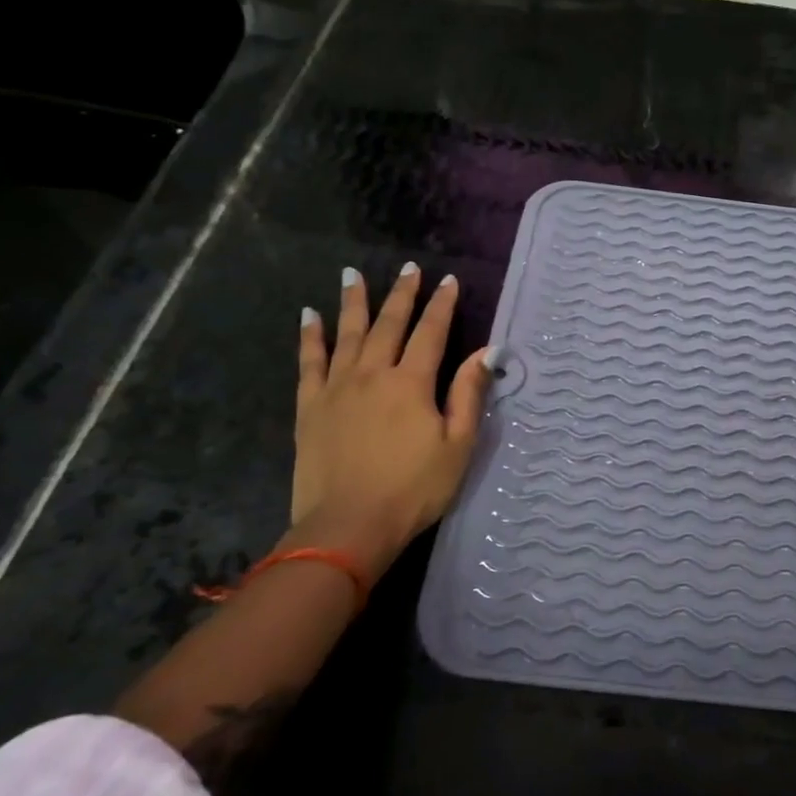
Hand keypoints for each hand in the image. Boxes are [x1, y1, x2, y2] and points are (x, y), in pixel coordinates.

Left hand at [290, 263, 493, 578]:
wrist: (348, 527)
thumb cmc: (414, 489)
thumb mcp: (457, 445)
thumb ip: (469, 394)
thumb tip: (485, 352)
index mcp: (412, 383)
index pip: (431, 333)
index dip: (442, 306)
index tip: (449, 281)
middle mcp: (373, 374)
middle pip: (389, 324)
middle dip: (402, 294)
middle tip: (409, 268)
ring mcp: (337, 388)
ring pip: (347, 334)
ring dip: (353, 302)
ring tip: (353, 275)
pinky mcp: (310, 407)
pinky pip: (309, 362)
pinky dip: (310, 337)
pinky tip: (309, 316)